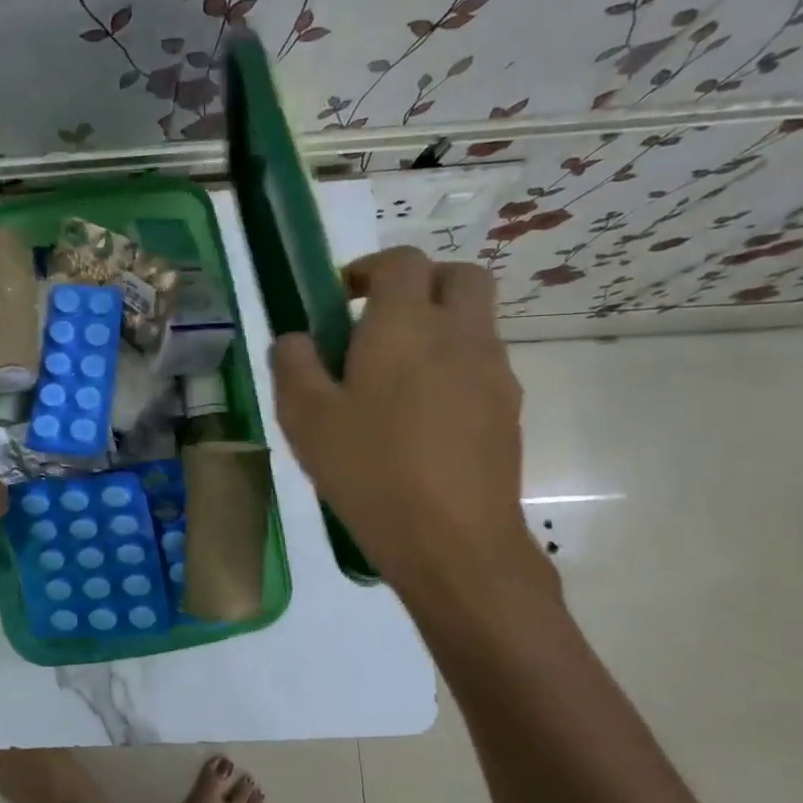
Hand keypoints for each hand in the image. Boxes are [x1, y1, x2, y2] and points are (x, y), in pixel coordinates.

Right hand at [271, 248, 542, 596]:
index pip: (401, 262)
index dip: (369, 268)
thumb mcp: (305, 418)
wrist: (453, 541)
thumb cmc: (370, 469)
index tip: (341, 298)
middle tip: (379, 321)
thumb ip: (293, 365)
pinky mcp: (509, 409)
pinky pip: (482, 364)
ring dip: (438, 326)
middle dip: (421, 283)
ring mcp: (493, 371)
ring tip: (393, 379)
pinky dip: (453, 366)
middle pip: (459, 276)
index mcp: (406, 325)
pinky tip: (421, 418)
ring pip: (474, 320)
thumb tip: (295, 339)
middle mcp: (459, 334)